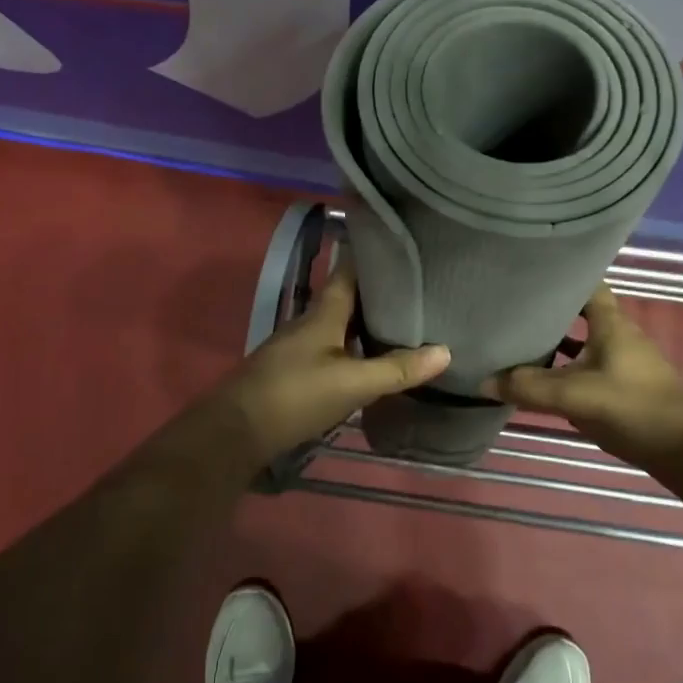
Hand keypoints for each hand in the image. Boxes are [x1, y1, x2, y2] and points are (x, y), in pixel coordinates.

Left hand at [204, 264, 450, 466]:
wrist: (237, 432)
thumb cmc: (295, 395)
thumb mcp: (353, 383)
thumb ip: (397, 368)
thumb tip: (446, 350)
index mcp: (324, 313)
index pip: (350, 271)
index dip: (374, 258)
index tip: (405, 250)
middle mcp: (311, 322)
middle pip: (348, 298)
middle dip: (379, 293)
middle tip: (419, 290)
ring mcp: (300, 346)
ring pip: (341, 324)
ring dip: (367, 322)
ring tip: (405, 323)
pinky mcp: (295, 370)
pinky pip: (333, 347)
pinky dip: (355, 347)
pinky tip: (372, 359)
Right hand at [483, 284, 682, 471]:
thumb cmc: (634, 407)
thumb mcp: (575, 396)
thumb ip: (529, 387)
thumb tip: (484, 380)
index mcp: (611, 323)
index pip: (587, 283)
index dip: (561, 276)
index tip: (530, 273)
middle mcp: (619, 335)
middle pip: (581, 313)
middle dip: (551, 310)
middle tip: (514, 308)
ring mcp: (624, 362)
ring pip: (584, 342)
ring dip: (558, 342)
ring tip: (520, 342)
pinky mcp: (626, 387)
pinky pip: (589, 367)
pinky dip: (568, 369)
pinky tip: (546, 382)